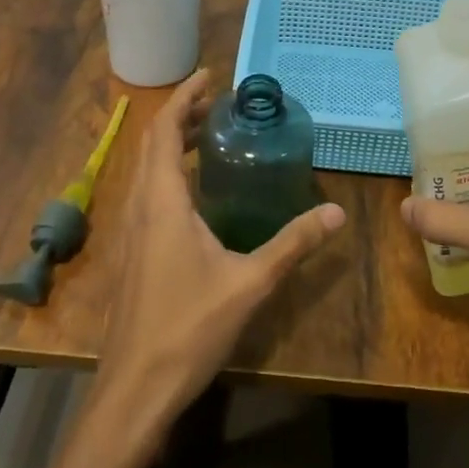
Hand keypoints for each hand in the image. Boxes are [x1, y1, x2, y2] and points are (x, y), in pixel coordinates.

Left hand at [94, 69, 343, 443]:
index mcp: (161, 202)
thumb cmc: (188, 329)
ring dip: (172, 144)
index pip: (164, 130)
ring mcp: (132, 232)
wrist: (134, 390)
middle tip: (219, 105)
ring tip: (209, 136)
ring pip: (146, 170)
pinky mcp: (134, 253)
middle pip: (153, 144)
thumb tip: (336, 211)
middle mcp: (140, 207)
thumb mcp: (249, 282)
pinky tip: (197, 194)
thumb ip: (293, 243)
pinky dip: (168, 172)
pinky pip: (147, 193)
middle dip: (182, 117)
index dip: (184, 98)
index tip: (210, 78)